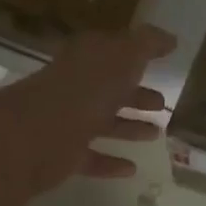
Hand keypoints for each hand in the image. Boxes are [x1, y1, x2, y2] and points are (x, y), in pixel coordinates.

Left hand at [0, 25, 176, 191]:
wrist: (36, 134)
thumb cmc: (85, 89)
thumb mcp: (123, 57)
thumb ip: (146, 45)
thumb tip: (168, 38)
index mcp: (87, 58)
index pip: (113, 50)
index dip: (136, 52)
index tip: (160, 58)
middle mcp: (75, 86)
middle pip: (109, 87)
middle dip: (135, 93)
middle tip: (161, 103)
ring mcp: (66, 120)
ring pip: (102, 121)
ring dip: (128, 126)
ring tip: (156, 134)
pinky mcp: (62, 153)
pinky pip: (91, 156)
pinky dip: (111, 162)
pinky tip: (132, 168)